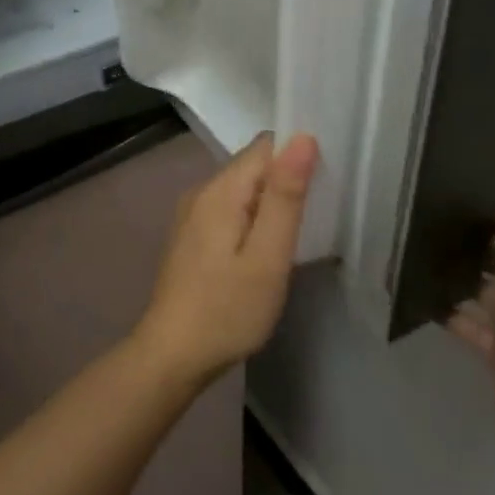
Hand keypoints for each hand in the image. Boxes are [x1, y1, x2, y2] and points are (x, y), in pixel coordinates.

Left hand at [134, 132, 319, 385]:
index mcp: (220, 190)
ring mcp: (193, 214)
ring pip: (243, 189)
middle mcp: (202, 191)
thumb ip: (285, 197)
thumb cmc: (227, 310)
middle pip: (254, 165)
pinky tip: (264, 250)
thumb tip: (303, 138)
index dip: (298, 156)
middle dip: (286, 181)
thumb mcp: (268, 257)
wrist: (172, 356)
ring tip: (294, 237)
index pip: (266, 146)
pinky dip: (253, 219)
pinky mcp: (192, 236)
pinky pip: (231, 209)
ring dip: (271, 203)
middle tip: (313, 218)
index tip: (323, 187)